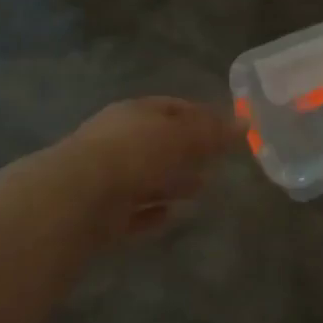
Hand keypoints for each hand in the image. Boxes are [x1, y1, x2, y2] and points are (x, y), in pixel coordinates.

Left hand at [62, 97, 240, 235]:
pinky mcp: (99, 212)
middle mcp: (117, 139)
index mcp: (135, 113)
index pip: (173, 107)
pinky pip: (133, 210)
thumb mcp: (182, 136)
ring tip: (201, 191)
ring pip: (146, 176)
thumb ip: (213, 132)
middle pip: (159, 142)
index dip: (202, 116)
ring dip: (172, 182)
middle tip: (217, 163)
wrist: (76, 199)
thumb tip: (245, 122)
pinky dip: (152, 212)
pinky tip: (171, 216)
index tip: (227, 131)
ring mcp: (105, 176)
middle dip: (188, 152)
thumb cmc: (135, 154)